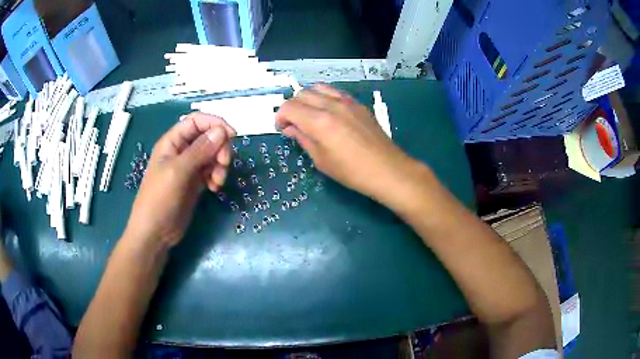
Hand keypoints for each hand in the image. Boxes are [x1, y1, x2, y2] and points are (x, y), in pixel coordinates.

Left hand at [123, 113, 235, 247]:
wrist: (155, 233)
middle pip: (208, 137)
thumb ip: (199, 150)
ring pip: (212, 154)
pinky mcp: (195, 182)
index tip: (232, 135)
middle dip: (220, 147)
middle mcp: (182, 151)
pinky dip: (217, 176)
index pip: (196, 121)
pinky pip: (211, 171)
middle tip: (224, 164)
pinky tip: (214, 188)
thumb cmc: (159, 200)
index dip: (214, 124)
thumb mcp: (178, 172)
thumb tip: (222, 130)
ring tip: (217, 181)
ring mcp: (189, 168)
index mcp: (172, 142)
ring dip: (220, 164)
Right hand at [275, 84, 412, 200]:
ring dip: (307, 99)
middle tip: (295, 125)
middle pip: (301, 94)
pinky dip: (324, 97)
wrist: (387, 169)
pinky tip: (327, 112)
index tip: (283, 130)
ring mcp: (346, 101)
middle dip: (292, 108)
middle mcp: (331, 105)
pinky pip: (334, 91)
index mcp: (319, 121)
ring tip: (310, 115)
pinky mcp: (357, 103)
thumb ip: (303, 139)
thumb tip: (290, 128)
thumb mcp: (321, 160)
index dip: (280, 117)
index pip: (289, 107)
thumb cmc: (352, 172)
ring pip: (317, 88)